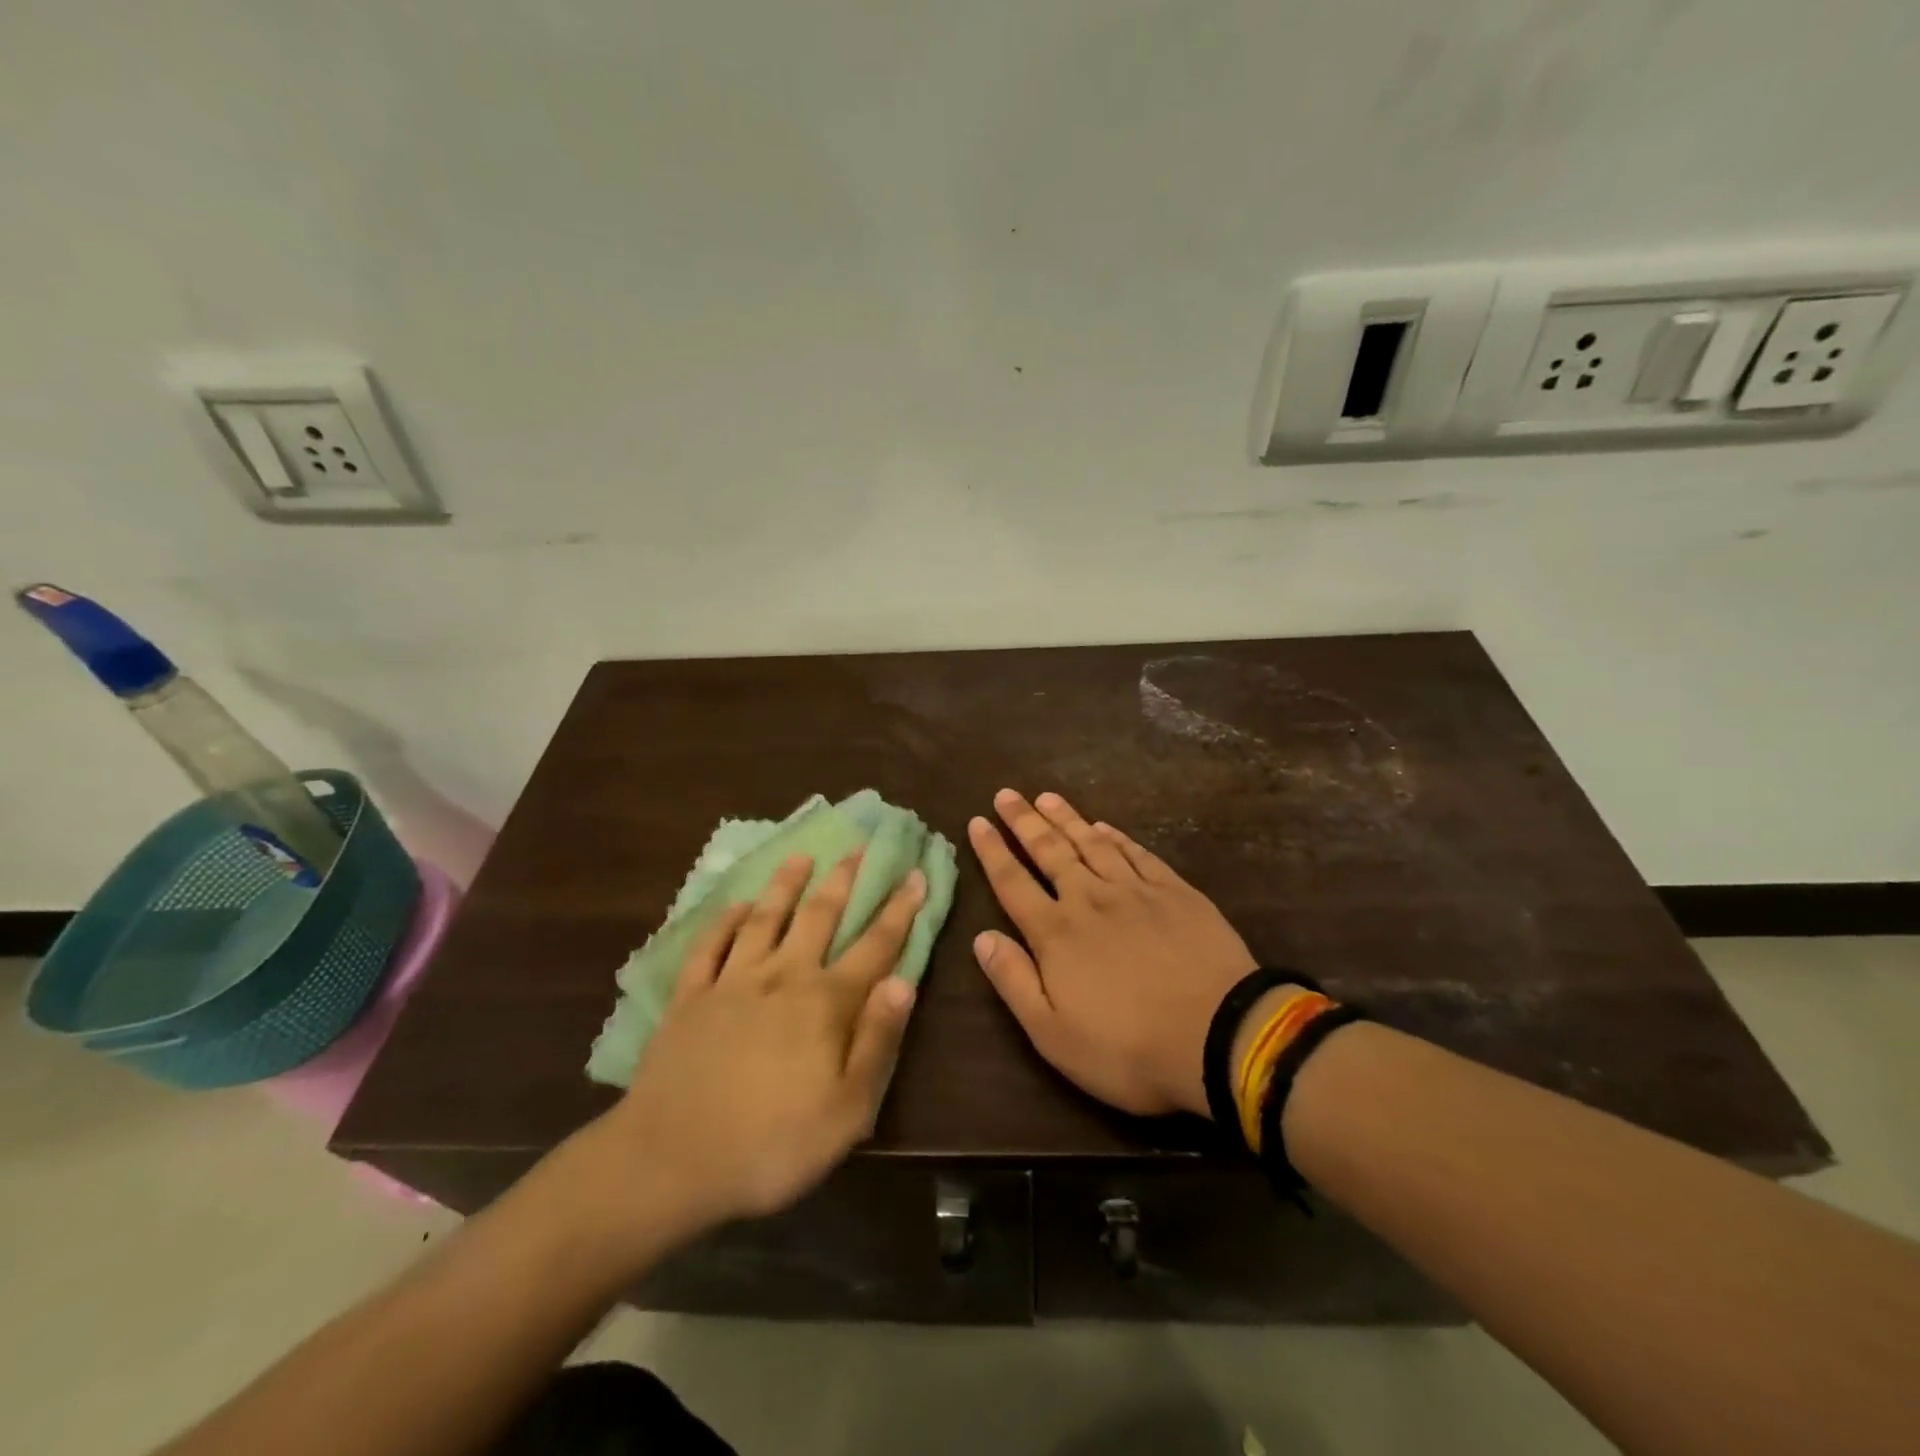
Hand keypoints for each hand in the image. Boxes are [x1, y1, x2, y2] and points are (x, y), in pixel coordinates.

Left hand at [565, 853, 924, 1251]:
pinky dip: (723, 921)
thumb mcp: (847, 1111)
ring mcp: (731, 982)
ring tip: (800, 856)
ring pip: (764, 919)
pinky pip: (709, 947)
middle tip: (857, 846)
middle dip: (843, 879)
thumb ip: (877, 1041)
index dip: (899, 910)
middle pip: (819, 916)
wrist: (668, 1161)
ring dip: (785, 885)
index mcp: (825, 1003)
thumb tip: (903, 981)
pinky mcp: (689, 997)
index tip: (915, 874)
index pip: (874, 946)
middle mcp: (782, 977)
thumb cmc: (771, 1145)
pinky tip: (735, 905)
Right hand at [968, 790, 1256, 1117]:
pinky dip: (1117, 837)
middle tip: (1006, 794)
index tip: (977, 821)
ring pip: (1092, 844)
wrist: (1220, 1036)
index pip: (1013, 883)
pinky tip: (1105, 826)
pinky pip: (1138, 854)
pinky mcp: (1175, 892)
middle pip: (1050, 852)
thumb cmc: (1129, 1048)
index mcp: (1056, 934)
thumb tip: (981, 937)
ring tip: (1046, 797)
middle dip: (1024, 821)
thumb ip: (1014, 981)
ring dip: (1066, 818)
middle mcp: (1090, 900)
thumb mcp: (1054, 1034)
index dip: (992, 851)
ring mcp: (1135, 891)